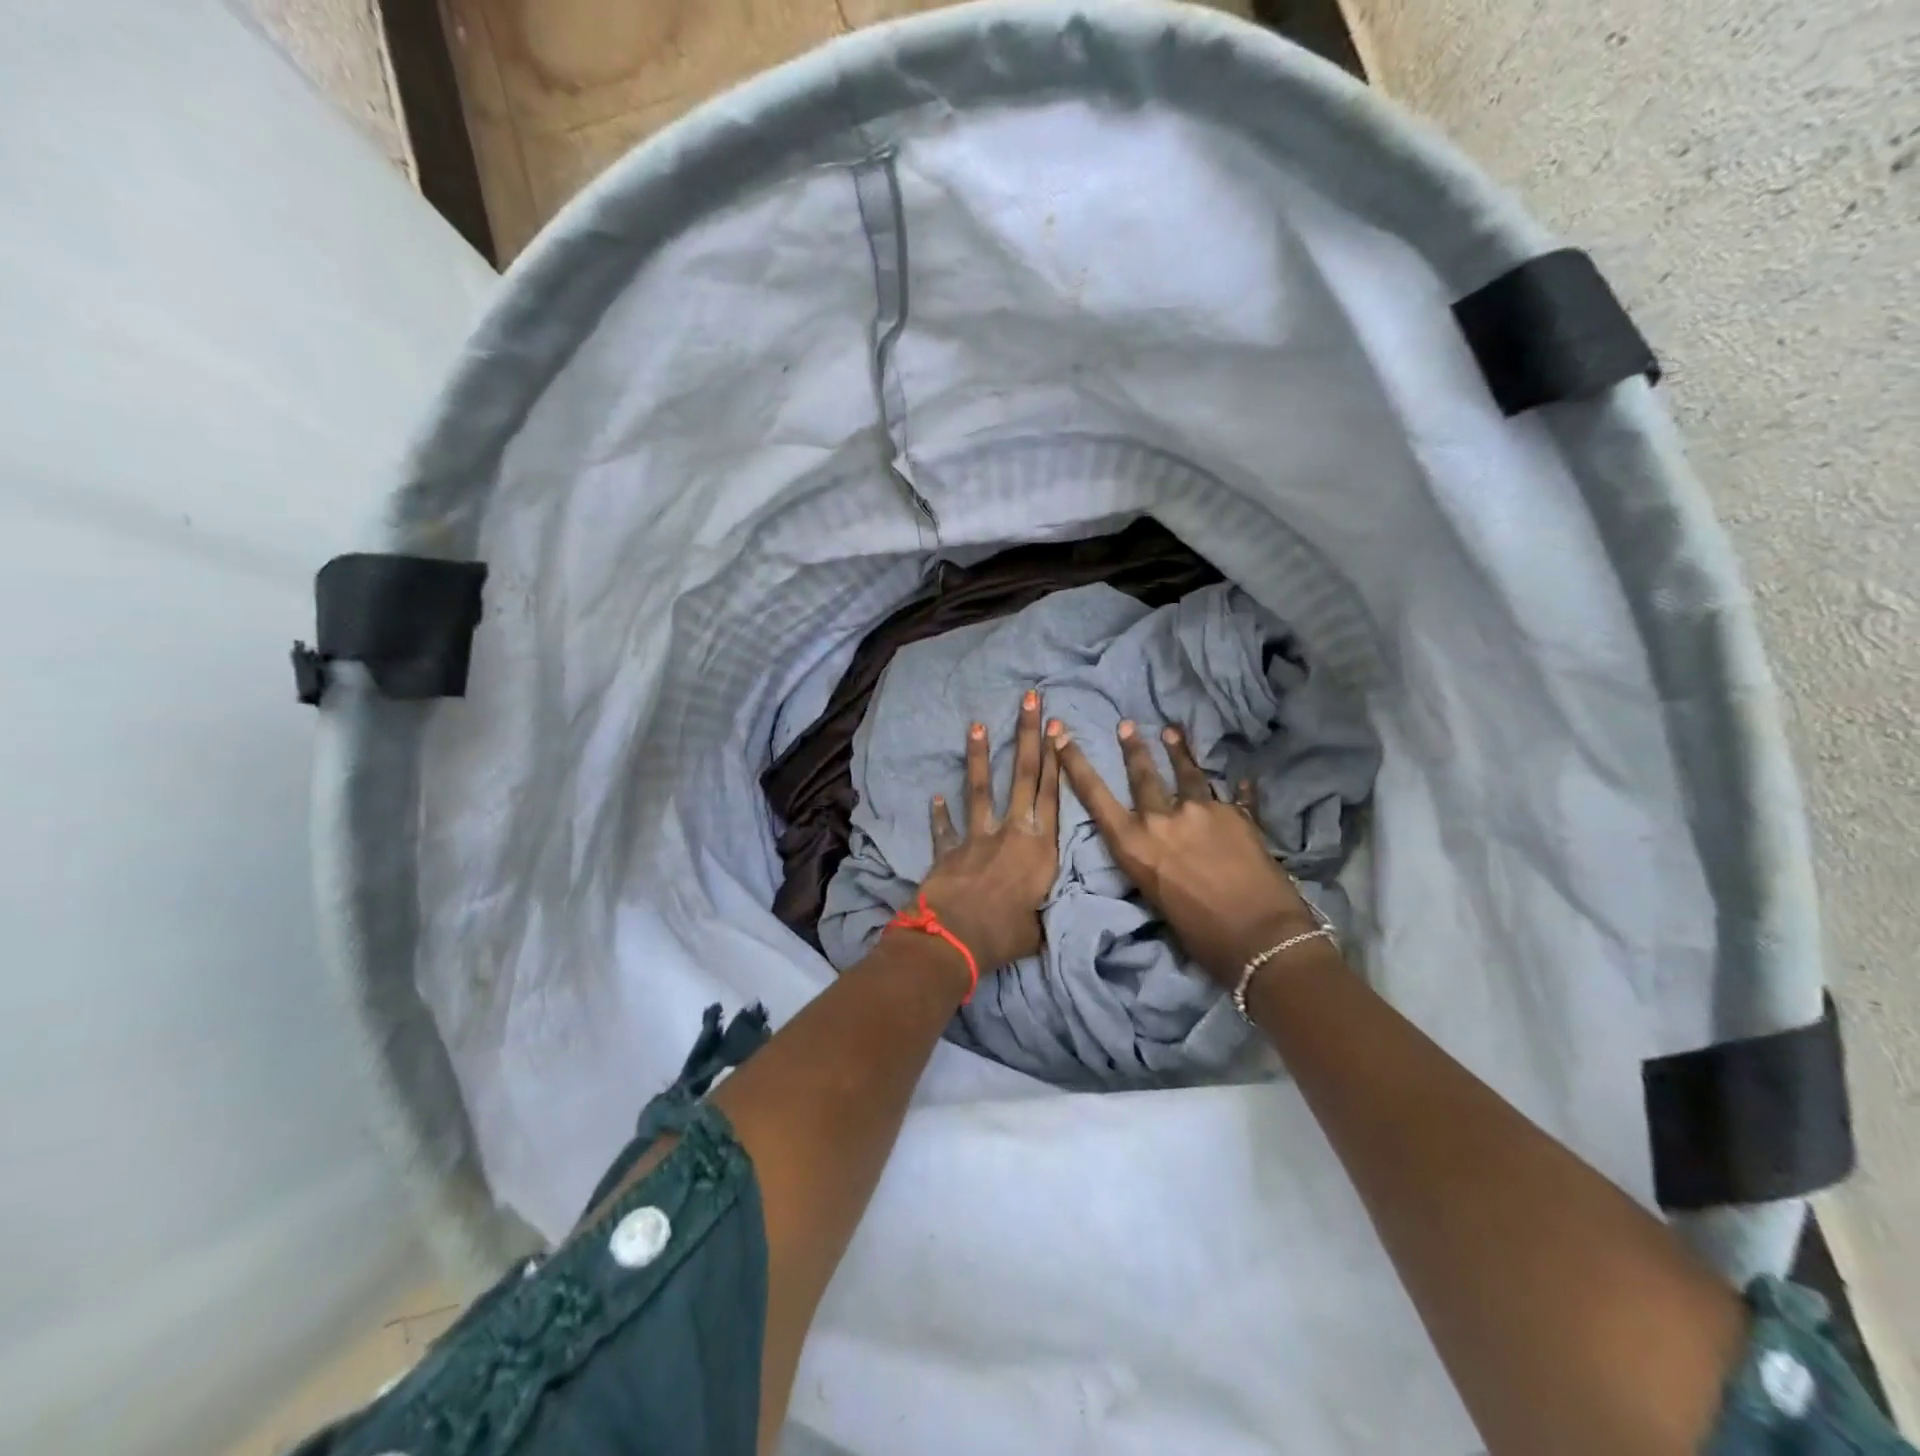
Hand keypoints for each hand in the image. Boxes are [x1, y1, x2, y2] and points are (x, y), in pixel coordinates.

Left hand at [918, 690, 1061, 972]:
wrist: (955, 938)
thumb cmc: (1005, 935)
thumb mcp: (1038, 928)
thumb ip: (1041, 913)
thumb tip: (1040, 919)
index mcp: (1040, 848)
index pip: (1053, 794)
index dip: (1057, 759)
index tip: (1057, 727)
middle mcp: (1012, 832)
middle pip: (1024, 776)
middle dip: (1027, 735)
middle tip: (1029, 699)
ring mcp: (977, 837)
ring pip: (981, 788)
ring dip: (980, 756)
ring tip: (977, 725)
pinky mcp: (949, 849)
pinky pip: (945, 828)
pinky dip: (940, 814)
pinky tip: (935, 796)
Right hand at [1050, 718, 1318, 986]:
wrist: (1259, 937)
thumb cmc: (1199, 933)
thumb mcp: (1155, 898)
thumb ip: (1152, 863)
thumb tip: (1160, 851)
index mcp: (1133, 844)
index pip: (1095, 795)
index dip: (1076, 764)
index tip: (1062, 736)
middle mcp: (1162, 819)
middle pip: (1143, 775)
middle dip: (1133, 748)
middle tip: (1126, 724)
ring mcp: (1202, 811)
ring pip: (1187, 773)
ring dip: (1178, 752)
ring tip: (1172, 732)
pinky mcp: (1237, 814)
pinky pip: (1235, 796)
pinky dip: (1237, 788)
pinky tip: (1242, 778)